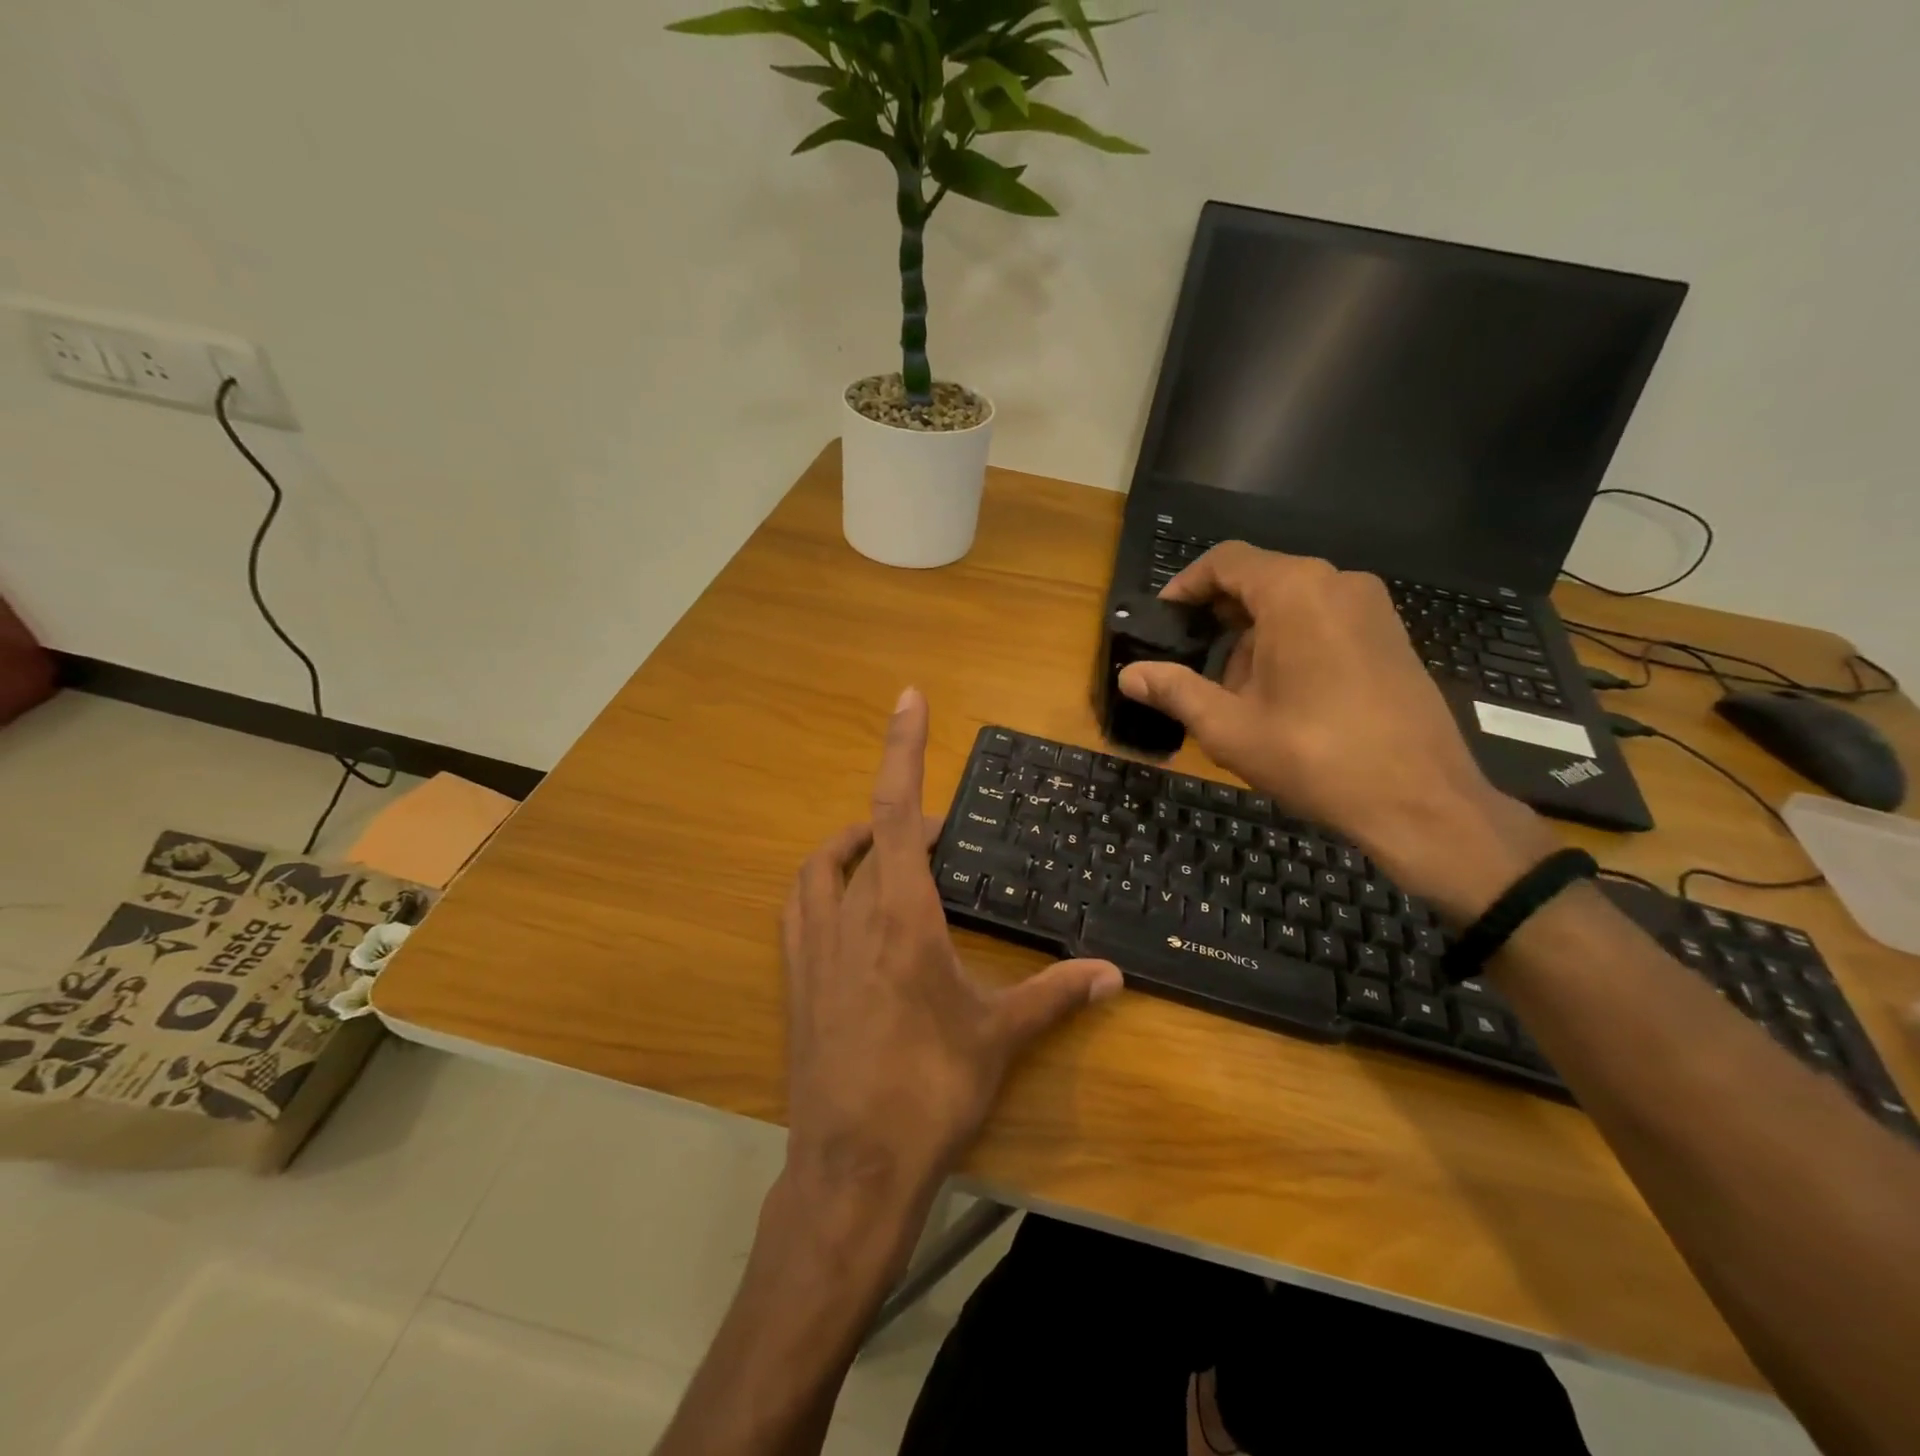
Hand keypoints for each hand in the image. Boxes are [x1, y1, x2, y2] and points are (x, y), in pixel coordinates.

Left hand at [780, 688, 1122, 1214]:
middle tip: (940, 837)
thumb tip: (1112, 974)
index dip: (903, 748)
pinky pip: (801, 905)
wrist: (852, 1167)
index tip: (908, 698)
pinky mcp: (795, 979)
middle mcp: (849, 917)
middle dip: (902, 820)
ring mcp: (813, 947)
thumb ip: (1055, 995)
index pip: (896, 810)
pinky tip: (848, 905)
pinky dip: (824, 883)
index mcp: (901, 916)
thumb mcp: (999, 1037)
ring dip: (854, 843)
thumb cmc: (930, 1092)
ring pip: (823, 866)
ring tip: (890, 854)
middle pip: (866, 835)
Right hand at [1118, 543, 1556, 919]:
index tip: (1162, 621)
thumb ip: (1174, 691)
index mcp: (1296, 591)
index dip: (1185, 586)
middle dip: (1219, 619)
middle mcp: (1338, 583)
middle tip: (1192, 667)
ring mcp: (1373, 608)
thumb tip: (1127, 675)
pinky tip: (1282, 698)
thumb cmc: (1316, 757)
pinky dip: (1291, 644)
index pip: (1226, 561)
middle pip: (1260, 580)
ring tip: (1236, 696)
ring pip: (1292, 604)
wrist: (1422, 802)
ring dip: (1254, 638)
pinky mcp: (1391, 636)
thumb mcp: (1230, 728)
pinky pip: (1325, 621)